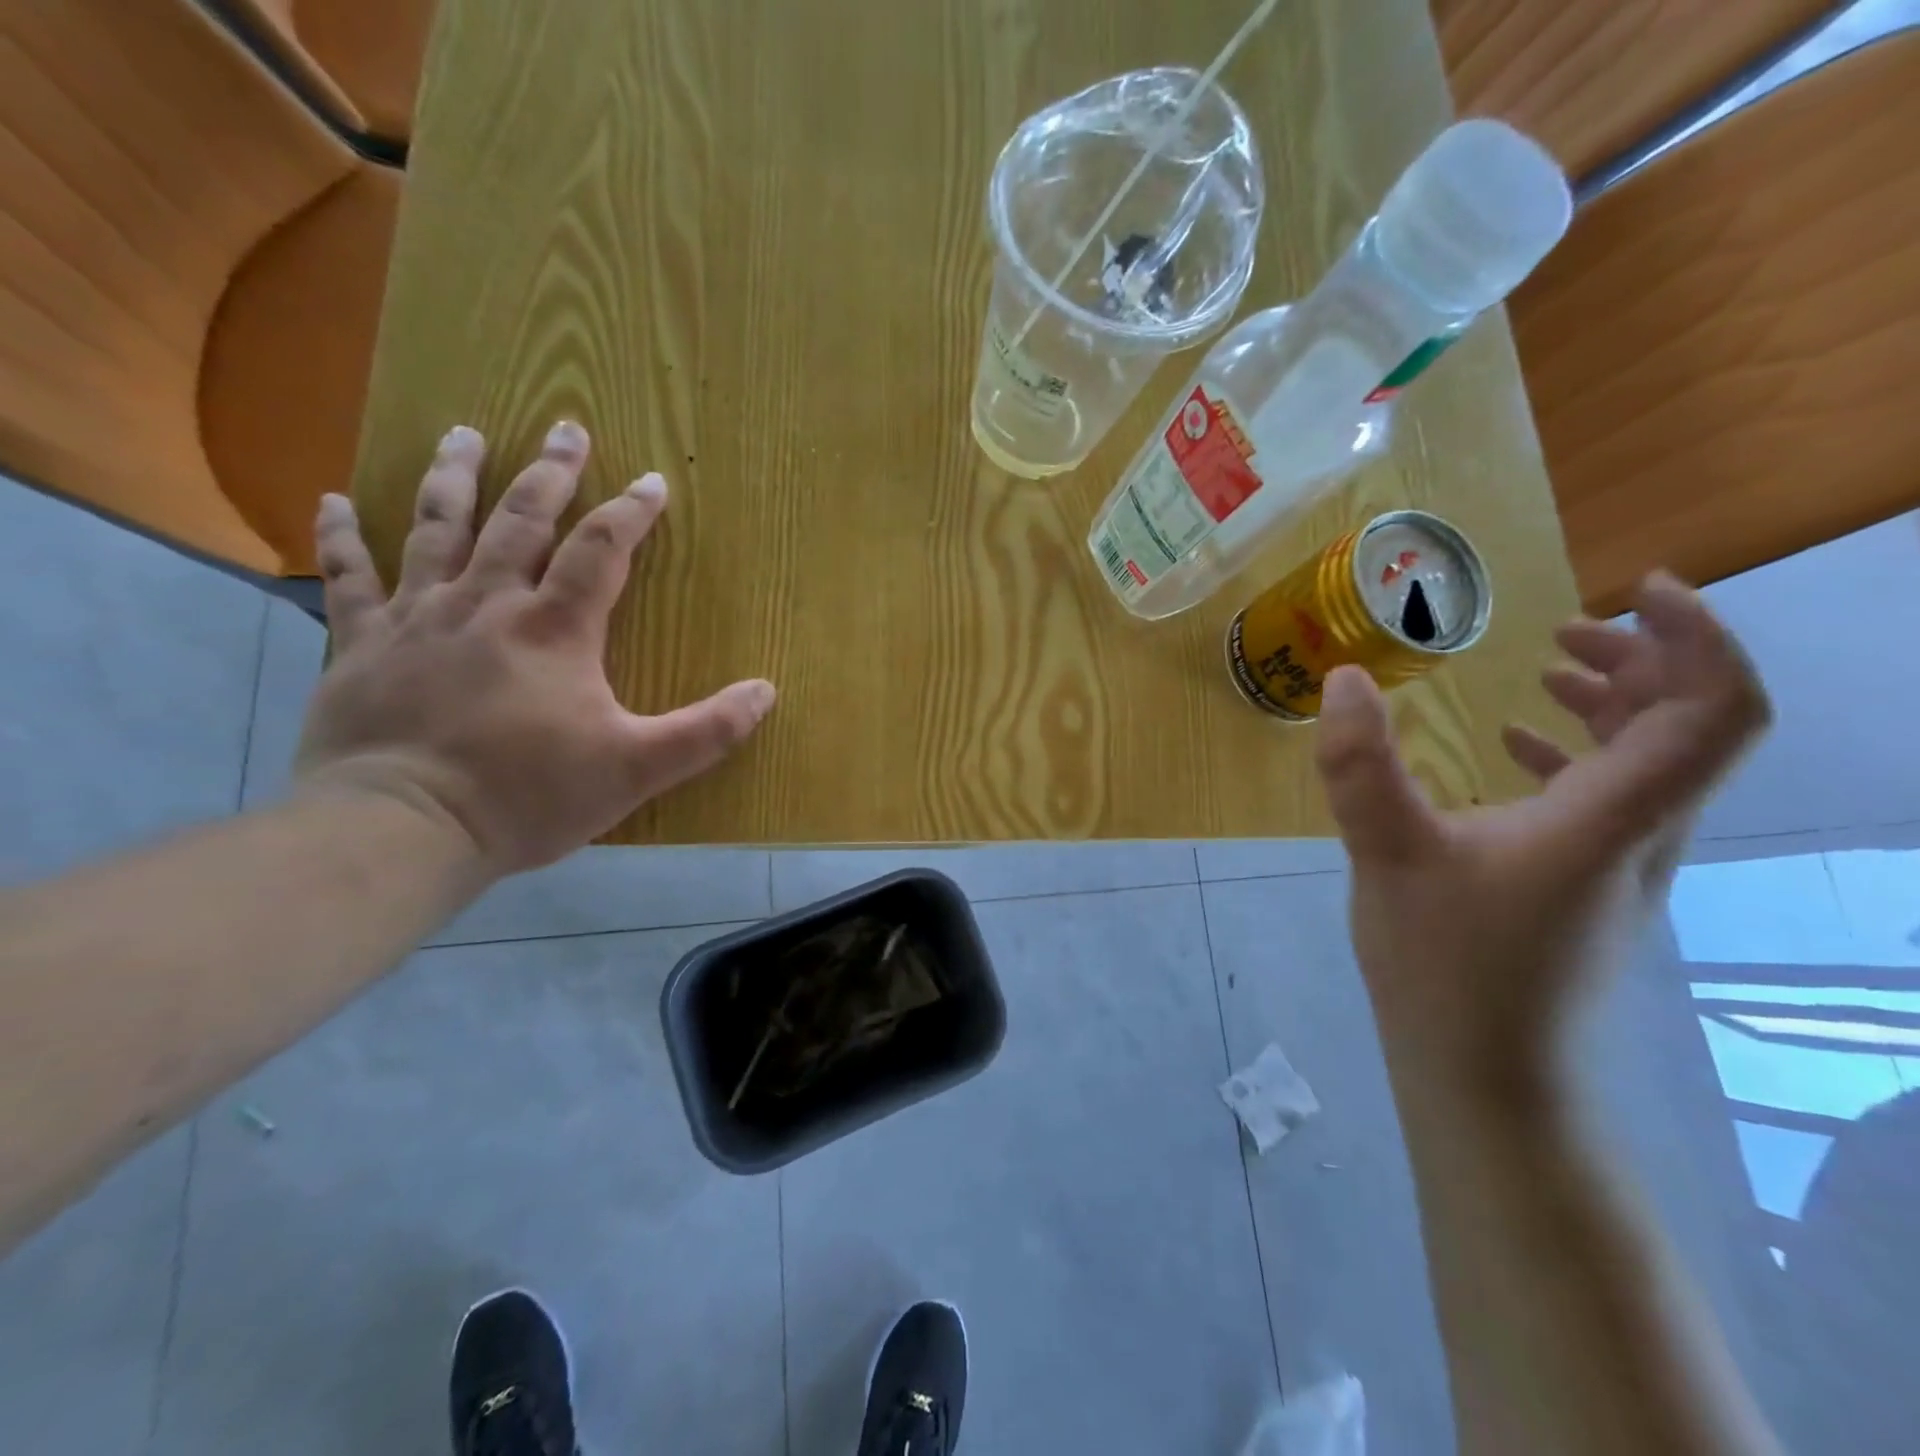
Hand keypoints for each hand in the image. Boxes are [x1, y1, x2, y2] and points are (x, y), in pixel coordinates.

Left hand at [294, 421, 775, 875]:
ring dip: (454, 477)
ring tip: (466, 434)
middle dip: (550, 473)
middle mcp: (486, 604)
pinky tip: (333, 500)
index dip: (631, 512)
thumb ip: (707, 731)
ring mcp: (418, 618)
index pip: (602, 550)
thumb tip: (766, 691)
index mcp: (555, 628)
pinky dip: (341, 537)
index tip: (653, 481)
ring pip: (436, 529)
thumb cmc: (528, 795)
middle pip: (521, 521)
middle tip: (566, 428)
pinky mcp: (361, 645)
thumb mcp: (637, 769)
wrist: (403, 829)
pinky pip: (348, 578)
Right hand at [1314, 573, 1768, 1097]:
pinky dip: (1578, 753)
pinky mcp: (1585, 886)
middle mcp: (1639, 835)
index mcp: (1611, 820)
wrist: (1484, 1072)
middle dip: (1646, 659)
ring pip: (1651, 763)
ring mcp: (1618, 865)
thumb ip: (1362, 766)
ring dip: (1615, 703)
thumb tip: (1342, 681)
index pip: (1713, 710)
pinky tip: (1517, 746)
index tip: (1637, 590)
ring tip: (1549, 669)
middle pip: (1691, 727)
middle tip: (1570, 627)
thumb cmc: (1445, 963)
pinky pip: (1609, 798)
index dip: (1697, 637)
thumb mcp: (1386, 854)